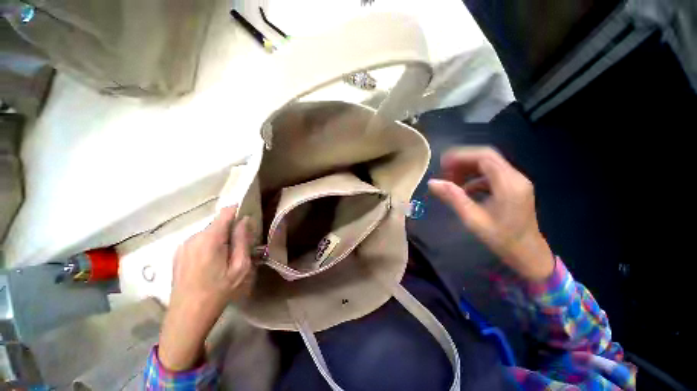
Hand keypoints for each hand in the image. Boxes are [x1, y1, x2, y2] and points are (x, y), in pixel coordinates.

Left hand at [159, 206, 252, 370]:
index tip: (248, 219)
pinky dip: (209, 245)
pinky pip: (199, 241)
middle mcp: (193, 237)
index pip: (226, 212)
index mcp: (210, 239)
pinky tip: (211, 263)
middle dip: (231, 229)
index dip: (238, 211)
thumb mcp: (240, 267)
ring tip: (226, 258)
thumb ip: (243, 240)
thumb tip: (245, 220)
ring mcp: (183, 245)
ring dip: (220, 238)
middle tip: (241, 247)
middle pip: (217, 223)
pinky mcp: (178, 253)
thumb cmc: (218, 292)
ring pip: (208, 232)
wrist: (187, 316)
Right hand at [428, 147, 553, 280]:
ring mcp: (516, 182)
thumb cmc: (501, 239)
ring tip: (451, 180)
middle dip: (463, 161)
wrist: (528, 254)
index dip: (461, 156)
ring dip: (468, 169)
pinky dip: (475, 178)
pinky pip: (492, 176)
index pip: (484, 157)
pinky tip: (465, 190)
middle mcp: (516, 178)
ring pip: (489, 165)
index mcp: (509, 184)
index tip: (442, 164)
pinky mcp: (514, 188)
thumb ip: (453, 197)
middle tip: (444, 171)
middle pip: (487, 158)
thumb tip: (432, 182)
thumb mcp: (473, 219)